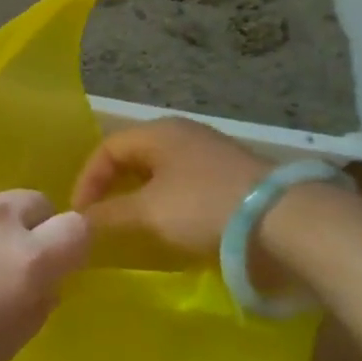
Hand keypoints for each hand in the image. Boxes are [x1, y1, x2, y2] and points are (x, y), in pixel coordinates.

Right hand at [71, 118, 270, 254]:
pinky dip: (168, 204)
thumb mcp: (148, 213)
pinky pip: (185, 185)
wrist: (283, 221)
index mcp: (158, 132)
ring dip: (141, 198)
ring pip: (160, 172)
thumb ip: (108, 216)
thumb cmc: (203, 207)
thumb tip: (78, 222)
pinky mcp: (232, 177)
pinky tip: (172, 227)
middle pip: (134, 157)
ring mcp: (210, 154)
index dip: (87, 181)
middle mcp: (182, 134)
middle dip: (113, 188)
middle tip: (102, 218)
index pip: (107, 148)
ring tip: (134, 226)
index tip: (80, 216)